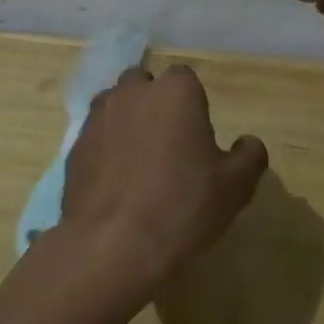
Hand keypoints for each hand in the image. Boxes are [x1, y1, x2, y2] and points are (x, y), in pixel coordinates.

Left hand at [60, 65, 268, 304]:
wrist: (113, 245)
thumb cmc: (183, 206)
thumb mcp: (236, 185)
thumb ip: (249, 155)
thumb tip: (247, 143)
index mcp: (174, 92)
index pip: (186, 79)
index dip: (193, 104)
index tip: (197, 136)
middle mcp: (131, 93)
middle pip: (145, 85)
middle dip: (155, 104)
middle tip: (169, 144)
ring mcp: (97, 118)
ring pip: (116, 106)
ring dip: (128, 122)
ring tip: (139, 162)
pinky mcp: (74, 147)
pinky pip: (96, 136)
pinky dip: (106, 148)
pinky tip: (116, 182)